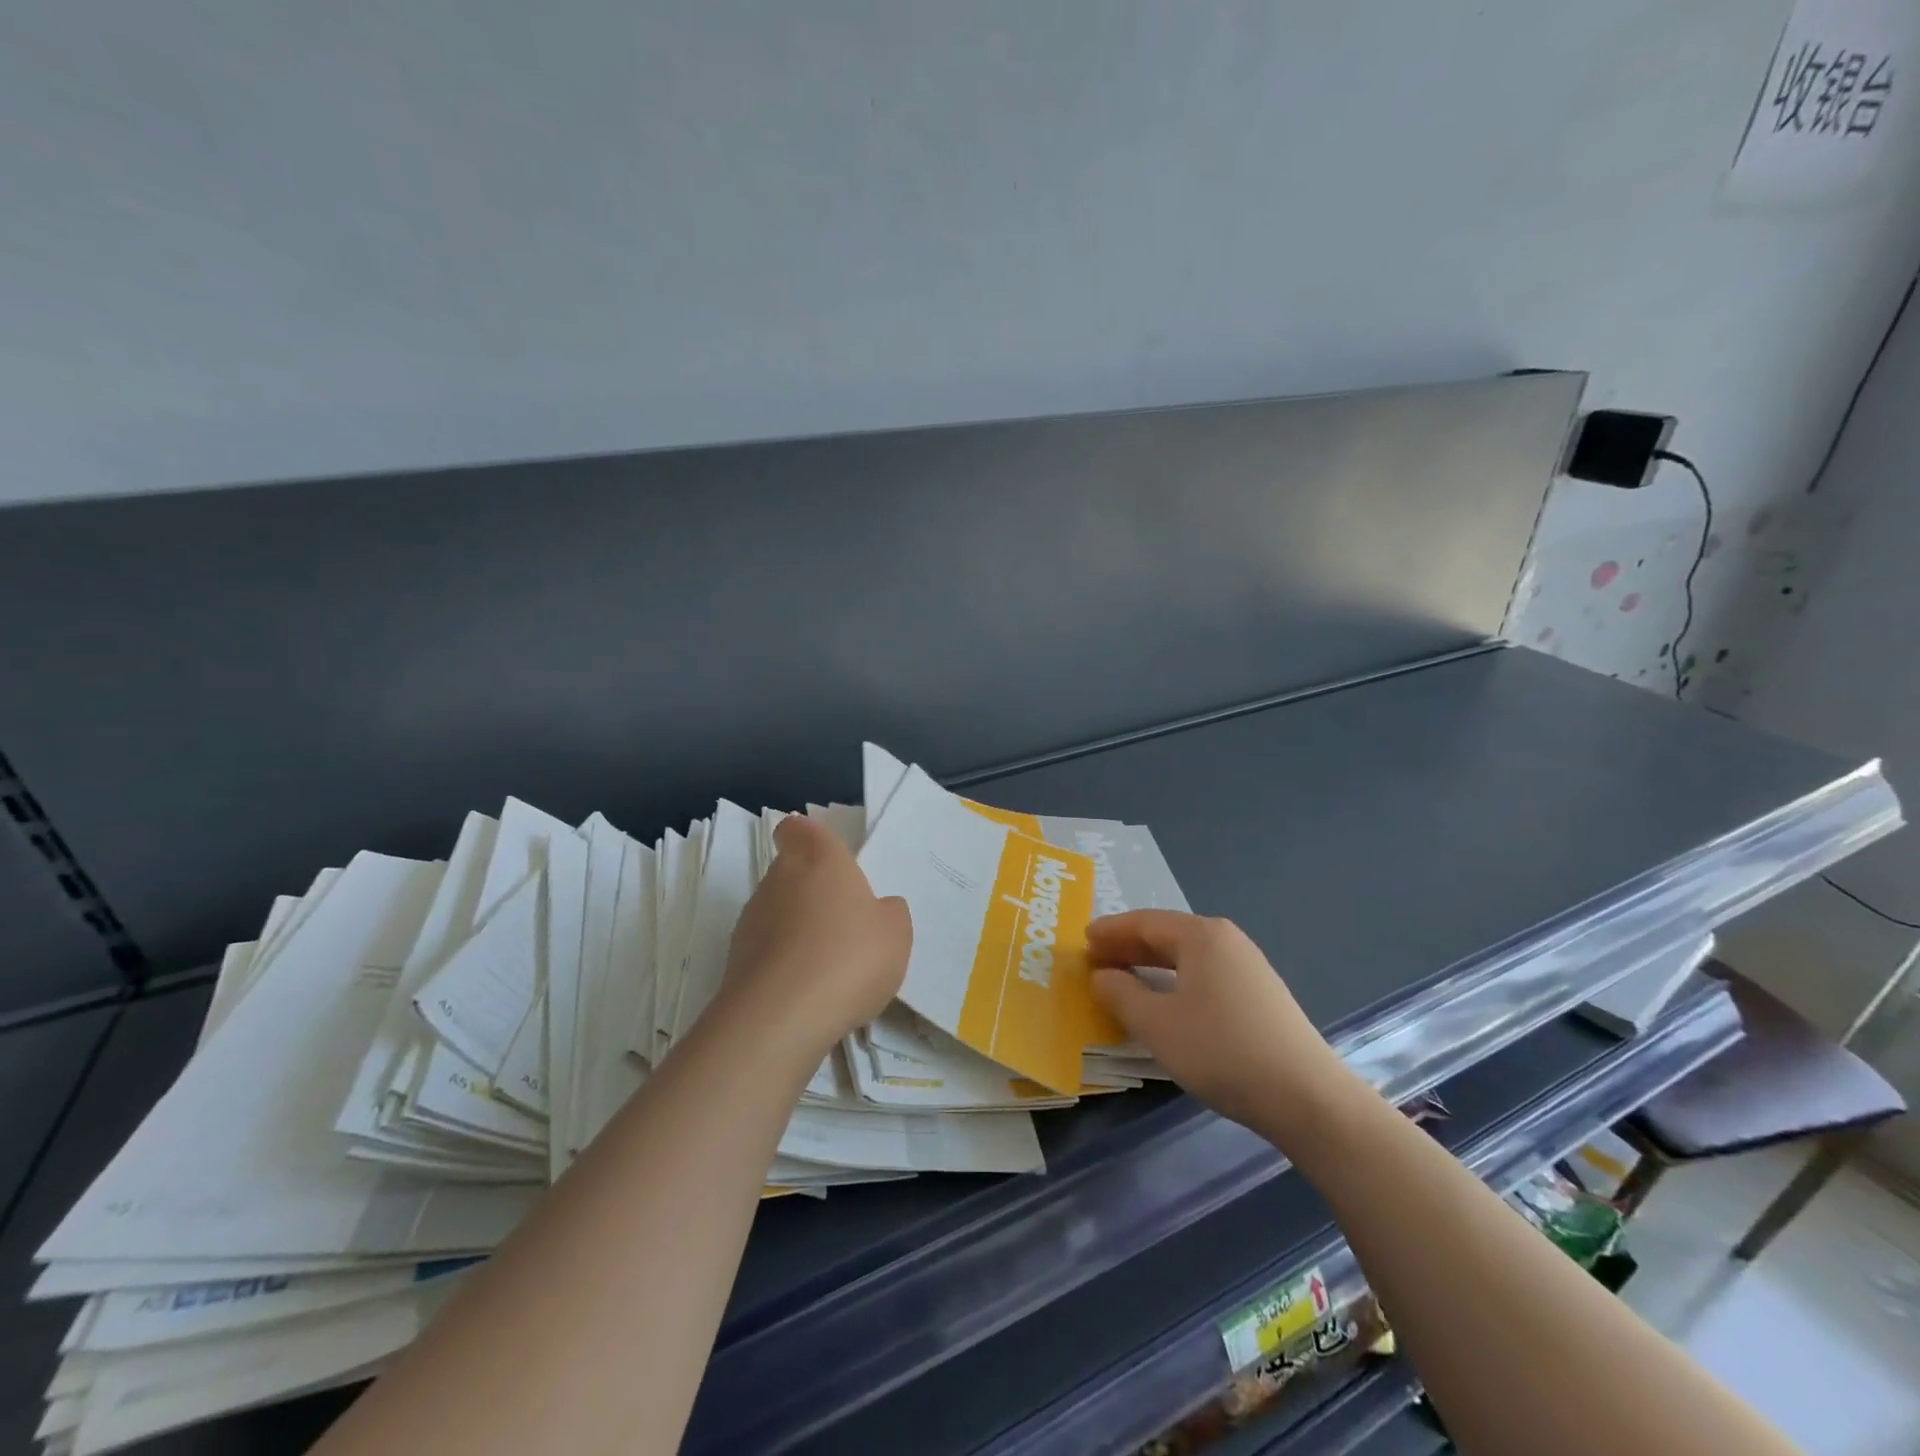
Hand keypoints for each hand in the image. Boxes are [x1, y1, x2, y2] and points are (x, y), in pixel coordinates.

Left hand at [720, 814, 911, 1061]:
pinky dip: (785, 965)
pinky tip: (809, 994)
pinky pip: (767, 952)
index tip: (829, 860)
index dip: (810, 839)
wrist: (780, 1019)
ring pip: (777, 913)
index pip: (799, 829)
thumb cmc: (848, 957)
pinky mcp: (735, 962)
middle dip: (813, 892)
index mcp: (818, 859)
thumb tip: (878, 909)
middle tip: (845, 923)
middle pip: (791, 872)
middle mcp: (778, 879)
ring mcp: (751, 920)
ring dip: (798, 931)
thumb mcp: (895, 933)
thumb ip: (889, 913)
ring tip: (829, 968)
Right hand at [1089, 910, 1355, 1139]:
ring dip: (1151, 965)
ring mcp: (1248, 967)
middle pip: (1166, 935)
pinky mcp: (1260, 995)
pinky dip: (1175, 980)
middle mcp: (1226, 941)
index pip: (1144, 922)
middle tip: (1095, 959)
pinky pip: (1205, 974)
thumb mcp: (1158, 1025)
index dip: (1110, 931)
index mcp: (1201, 936)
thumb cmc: (1221, 1051)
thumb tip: (1101, 975)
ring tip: (1123, 979)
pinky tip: (1166, 1001)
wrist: (1307, 1097)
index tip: (1082, 940)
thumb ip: (1121, 995)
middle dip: (1128, 946)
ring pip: (1187, 956)